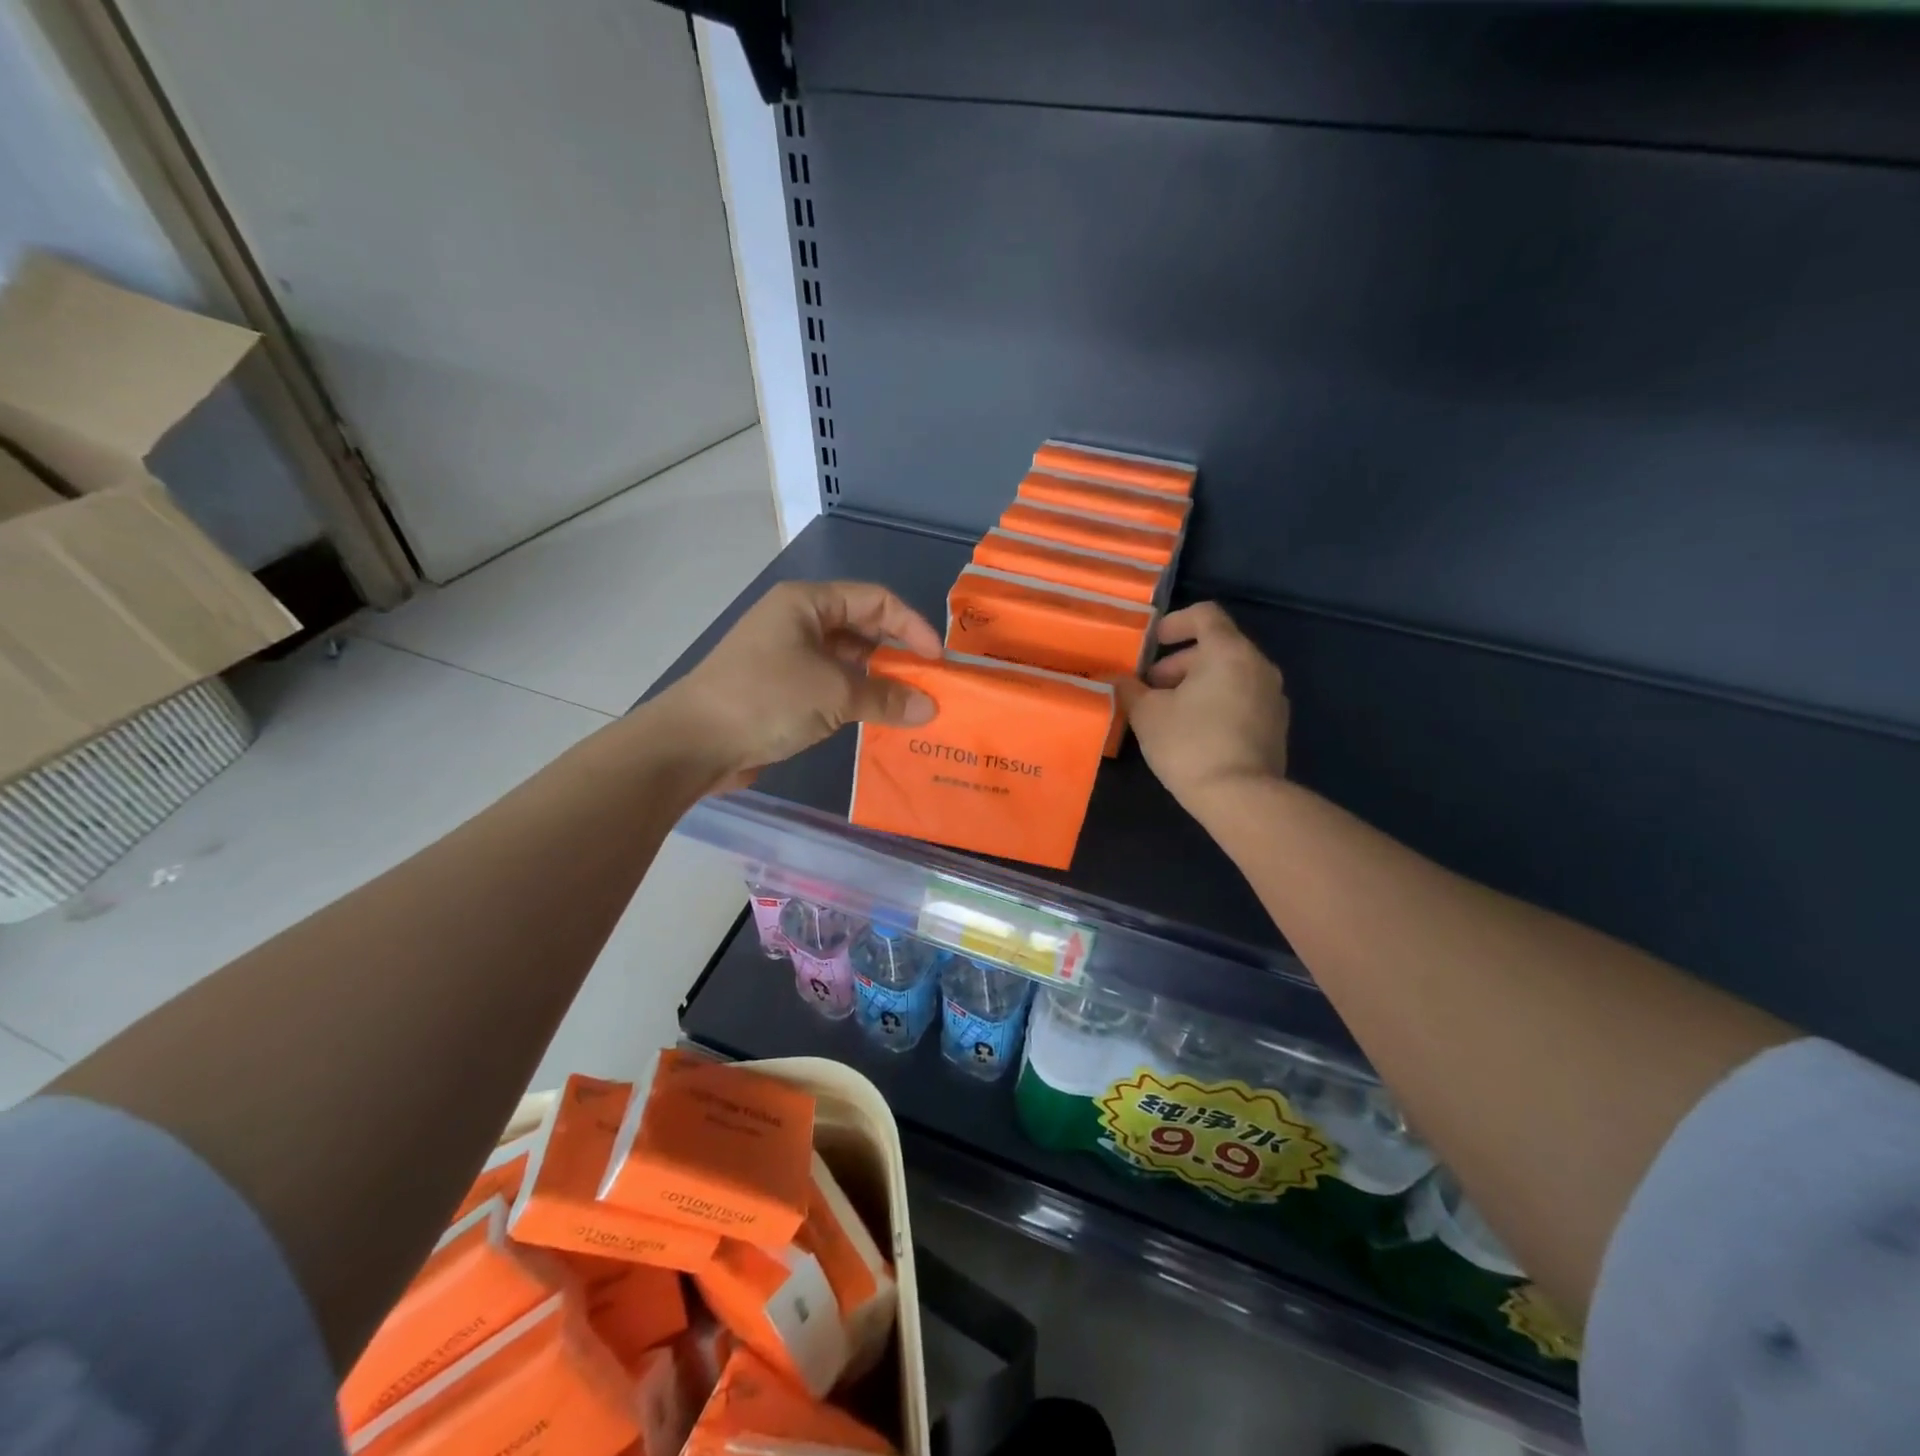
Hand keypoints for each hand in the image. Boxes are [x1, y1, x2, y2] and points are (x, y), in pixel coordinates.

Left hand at [656, 580, 941, 788]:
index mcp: (807, 603)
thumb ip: (886, 697)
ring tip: (910, 708)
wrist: (693, 743)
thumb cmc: (765, 699)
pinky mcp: (781, 690)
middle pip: (863, 629)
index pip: (875, 601)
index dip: (911, 626)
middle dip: (897, 656)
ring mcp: (787, 657)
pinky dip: (856, 700)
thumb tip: (929, 708)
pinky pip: (830, 687)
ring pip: (847, 661)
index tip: (936, 662)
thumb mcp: (833, 693)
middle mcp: (798, 622)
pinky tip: (877, 721)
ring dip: (878, 682)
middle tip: (928, 687)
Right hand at [1116, 602, 1290, 814]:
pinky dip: (1217, 702)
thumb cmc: (1189, 744)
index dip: (1175, 622)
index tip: (1153, 644)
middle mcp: (1258, 665)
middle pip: (1217, 647)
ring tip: (1169, 712)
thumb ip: (1130, 689)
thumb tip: (1119, 680)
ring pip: (1230, 674)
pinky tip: (1194, 732)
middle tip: (1151, 688)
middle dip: (1179, 662)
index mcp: (1229, 652)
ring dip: (1197, 684)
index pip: (1205, 614)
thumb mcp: (1147, 714)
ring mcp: (1272, 696)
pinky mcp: (1275, 725)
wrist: (1241, 797)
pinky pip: (1242, 698)